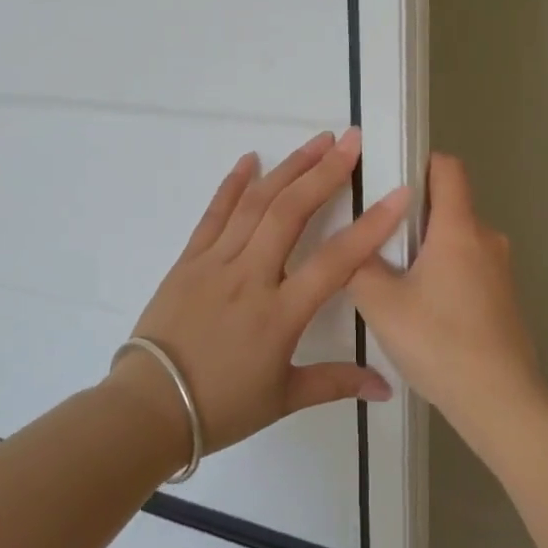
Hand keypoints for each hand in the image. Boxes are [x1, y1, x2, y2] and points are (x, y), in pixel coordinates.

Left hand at [112, 128, 410, 455]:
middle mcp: (249, 277)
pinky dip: (232, 184)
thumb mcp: (283, 398)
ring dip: (288, 168)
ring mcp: (215, 263)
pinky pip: (214, 214)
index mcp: (280, 313)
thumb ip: (336, 382)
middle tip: (352, 140)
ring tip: (317, 141)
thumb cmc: (220, 407)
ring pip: (255, 204)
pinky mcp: (188, 260)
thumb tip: (386, 387)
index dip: (370, 225)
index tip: (399, 193)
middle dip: (325, 172)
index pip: (335, 261)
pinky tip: (250, 159)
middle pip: (291, 213)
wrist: (149, 406)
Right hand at [350, 153, 544, 432]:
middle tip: (378, 240)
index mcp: (459, 229)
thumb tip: (352, 248)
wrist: (499, 400)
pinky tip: (424, 310)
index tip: (389, 181)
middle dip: (414, 215)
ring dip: (429, 249)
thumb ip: (358, 266)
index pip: (448, 168)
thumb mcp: (380, 303)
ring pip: (458, 240)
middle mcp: (487, 239)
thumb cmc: (438, 341)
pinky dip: (446, 273)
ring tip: (395, 279)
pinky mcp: (504, 297)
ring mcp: (501, 270)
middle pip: (449, 206)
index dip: (419, 163)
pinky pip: (470, 267)